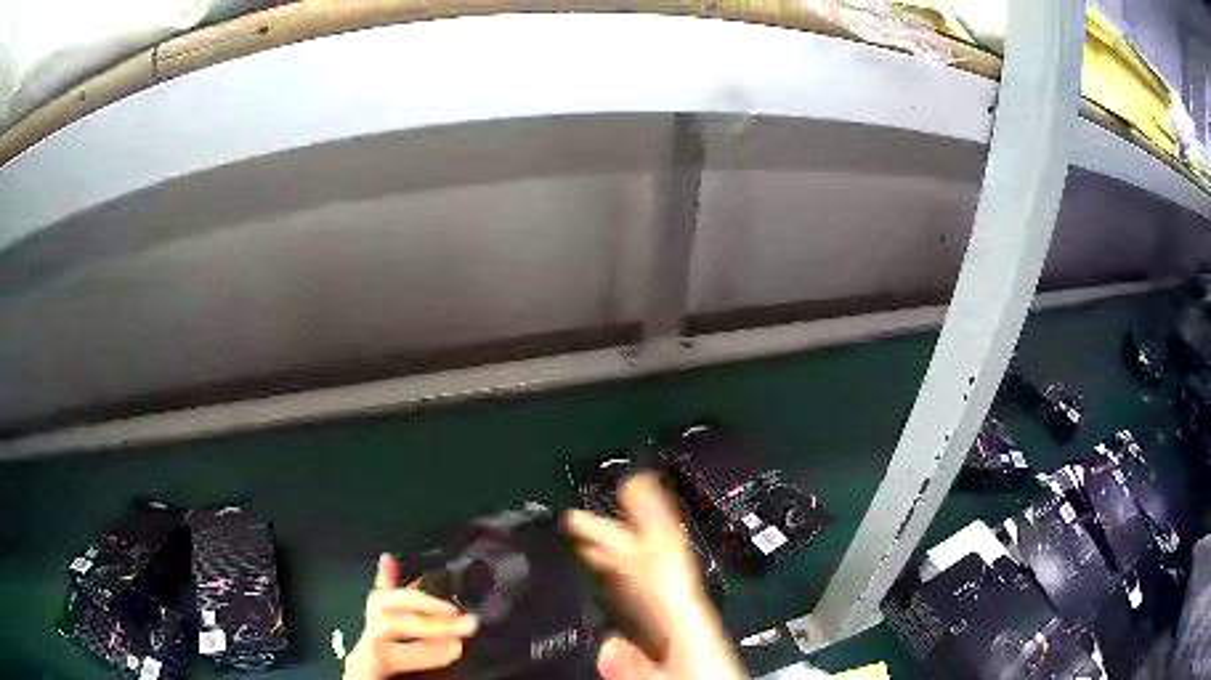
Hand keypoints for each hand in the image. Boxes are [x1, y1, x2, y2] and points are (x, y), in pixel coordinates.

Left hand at [344, 554, 478, 678]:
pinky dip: (386, 584)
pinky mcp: (375, 638)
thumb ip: (429, 675)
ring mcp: (366, 641)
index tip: (459, 649)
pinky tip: (390, 560)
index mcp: (367, 671)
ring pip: (379, 608)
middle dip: (426, 621)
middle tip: (467, 624)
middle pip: (383, 622)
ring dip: (416, 600)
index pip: (384, 651)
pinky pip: (377, 608)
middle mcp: (362, 651)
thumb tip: (455, 654)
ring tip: (450, 606)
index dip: (420, 648)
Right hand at [564, 472, 746, 679]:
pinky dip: (623, 585)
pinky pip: (643, 603)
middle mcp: (682, 612)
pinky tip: (609, 585)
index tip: (635, 484)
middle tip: (580, 517)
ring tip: (586, 542)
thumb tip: (609, 645)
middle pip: (647, 564)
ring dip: (614, 558)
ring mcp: (677, 623)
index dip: (651, 517)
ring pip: (642, 581)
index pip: (666, 557)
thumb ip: (643, 667)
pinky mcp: (673, 637)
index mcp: (686, 616)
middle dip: (614, 536)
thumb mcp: (680, 678)